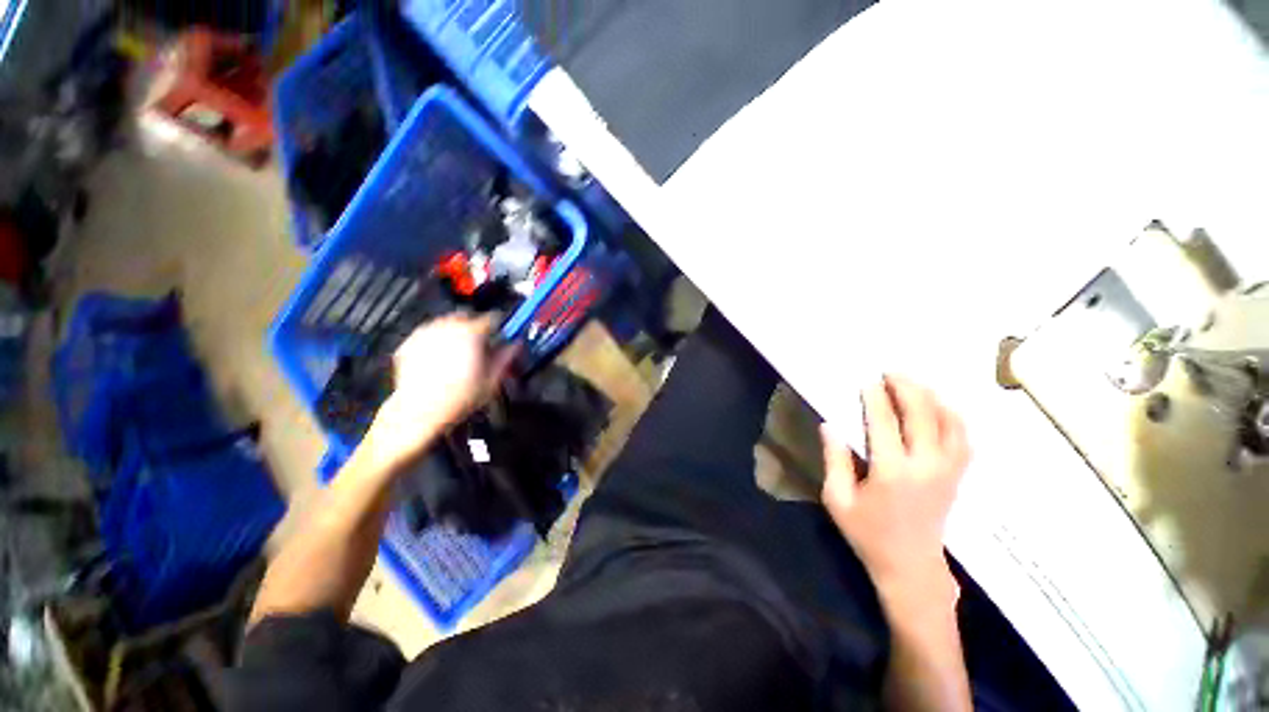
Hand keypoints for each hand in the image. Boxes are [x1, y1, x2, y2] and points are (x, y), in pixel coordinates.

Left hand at [367, 314, 516, 465]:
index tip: (500, 335)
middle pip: (467, 318)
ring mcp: (425, 334)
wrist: (420, 412)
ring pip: (446, 324)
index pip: (491, 318)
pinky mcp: (409, 344)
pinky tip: (441, 360)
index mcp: (471, 334)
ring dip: (456, 334)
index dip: (499, 327)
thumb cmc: (456, 399)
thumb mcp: (492, 380)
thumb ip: (506, 357)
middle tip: (480, 346)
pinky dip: (437, 342)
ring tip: (460, 354)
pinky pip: (428, 335)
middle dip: (476, 329)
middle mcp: (447, 328)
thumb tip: (514, 346)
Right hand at [821, 375, 969, 607]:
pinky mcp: (957, 476)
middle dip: (908, 388)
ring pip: (950, 423)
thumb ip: (835, 460)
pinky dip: (954, 417)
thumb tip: (830, 425)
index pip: (885, 423)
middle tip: (891, 373)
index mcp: (892, 472)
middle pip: (923, 415)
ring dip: (933, 398)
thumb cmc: (868, 534)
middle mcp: (926, 466)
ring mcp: (948, 471)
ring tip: (915, 384)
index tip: (867, 380)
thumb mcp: (838, 499)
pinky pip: (963, 438)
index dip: (876, 397)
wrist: (911, 567)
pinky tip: (941, 407)